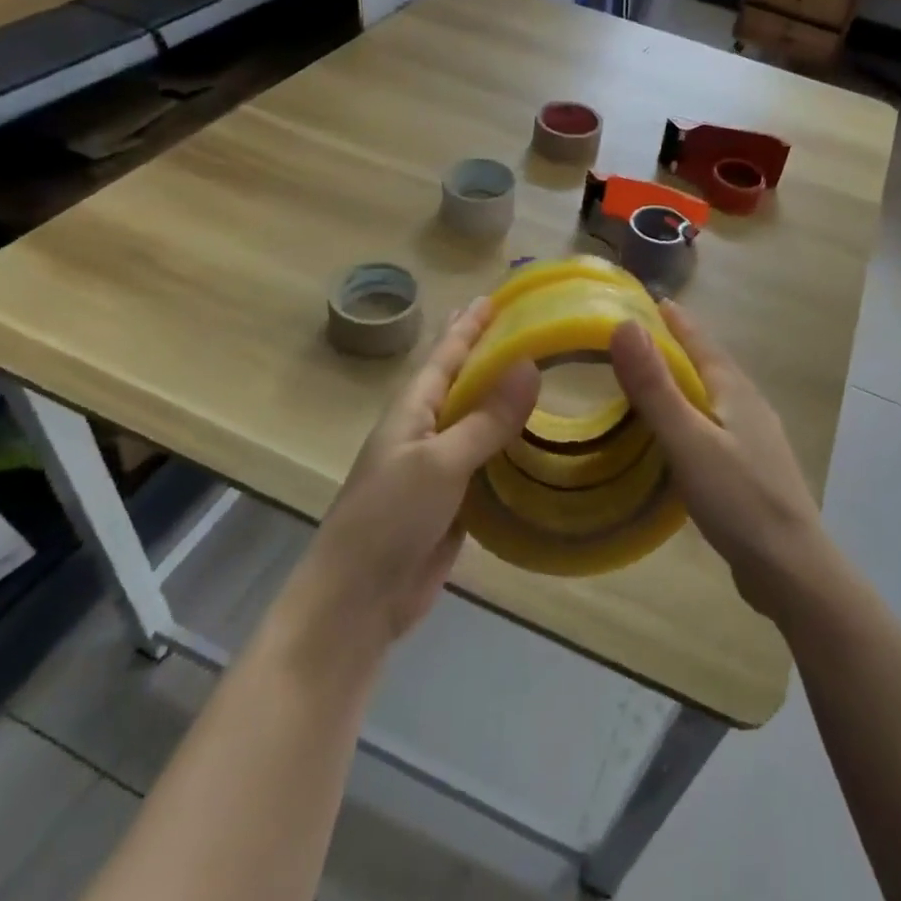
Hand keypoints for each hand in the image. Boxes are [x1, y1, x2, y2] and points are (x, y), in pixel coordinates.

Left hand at [303, 298, 538, 652]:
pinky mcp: (455, 502)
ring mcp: (439, 469)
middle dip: (489, 354)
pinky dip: (513, 448)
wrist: (357, 603)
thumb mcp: (440, 462)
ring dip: (507, 401)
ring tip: (543, 378)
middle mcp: (425, 431)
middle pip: (463, 383)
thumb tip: (530, 366)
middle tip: (525, 328)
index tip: (495, 297)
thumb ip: (486, 418)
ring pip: (480, 423)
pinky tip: (539, 442)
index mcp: (412, 410)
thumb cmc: (388, 519)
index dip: (469, 326)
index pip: (445, 355)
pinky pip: (489, 463)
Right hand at [610, 303, 826, 622]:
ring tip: (655, 381)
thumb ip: (655, 387)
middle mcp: (749, 405)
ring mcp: (755, 438)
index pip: (701, 341)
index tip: (652, 300)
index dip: (676, 321)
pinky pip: (716, 425)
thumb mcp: (687, 439)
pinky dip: (693, 415)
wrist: (791, 566)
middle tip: (642, 338)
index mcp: (734, 390)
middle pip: (711, 364)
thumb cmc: (737, 498)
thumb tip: (625, 326)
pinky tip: (680, 435)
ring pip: (715, 396)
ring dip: (687, 382)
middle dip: (680, 346)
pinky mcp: (753, 468)